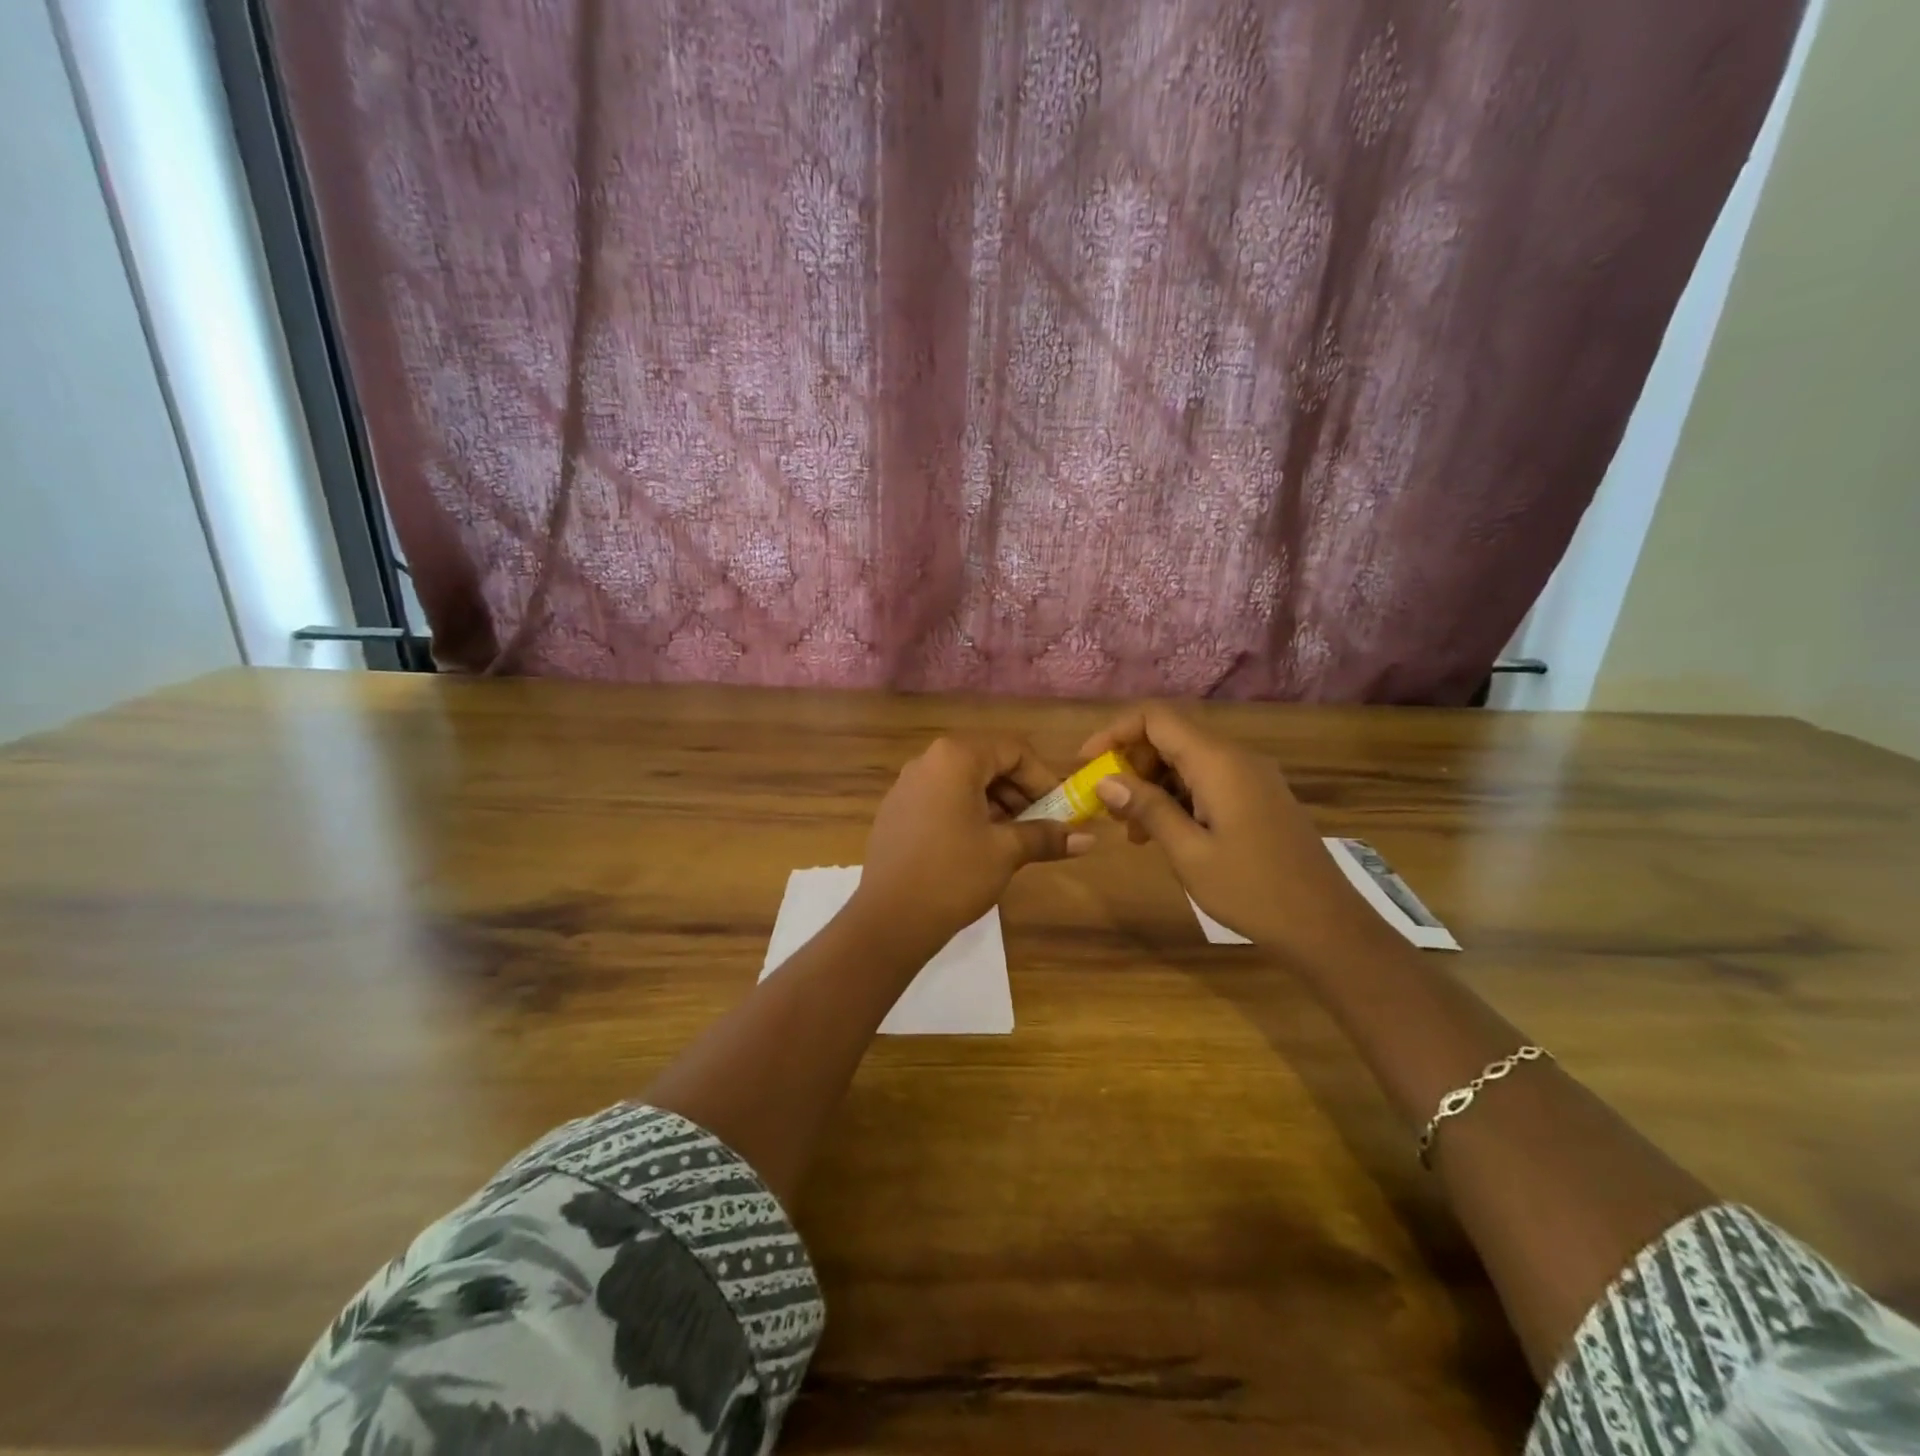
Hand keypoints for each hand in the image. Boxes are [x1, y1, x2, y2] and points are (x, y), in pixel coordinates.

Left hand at [850, 736, 1092, 949]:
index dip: (1042, 778)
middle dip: (1019, 792)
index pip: (1013, 750)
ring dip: (995, 804)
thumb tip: (1088, 839)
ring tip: (1014, 840)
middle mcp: (927, 761)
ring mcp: (906, 786)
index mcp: (955, 758)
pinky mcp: (895, 812)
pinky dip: (966, 813)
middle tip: (1040, 826)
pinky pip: (940, 799)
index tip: (1060, 809)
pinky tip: (978, 847)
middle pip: (986, 762)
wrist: (890, 919)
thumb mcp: (1006, 852)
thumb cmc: (954, 875)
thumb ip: (1046, 837)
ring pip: (963, 782)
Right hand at [1078, 706, 1373, 959]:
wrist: (1325, 925)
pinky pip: (1207, 781)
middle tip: (1106, 804)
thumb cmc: (1252, 890)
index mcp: (1218, 762)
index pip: (1156, 718)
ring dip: (1152, 784)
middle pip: (1170, 736)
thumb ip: (1147, 809)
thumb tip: (1105, 780)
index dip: (1115, 731)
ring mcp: (1251, 777)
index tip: (1086, 763)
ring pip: (1187, 761)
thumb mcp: (1189, 852)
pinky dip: (1177, 797)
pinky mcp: (1258, 797)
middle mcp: (1236, 758)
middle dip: (1131, 763)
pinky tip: (1163, 834)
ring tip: (1130, 829)